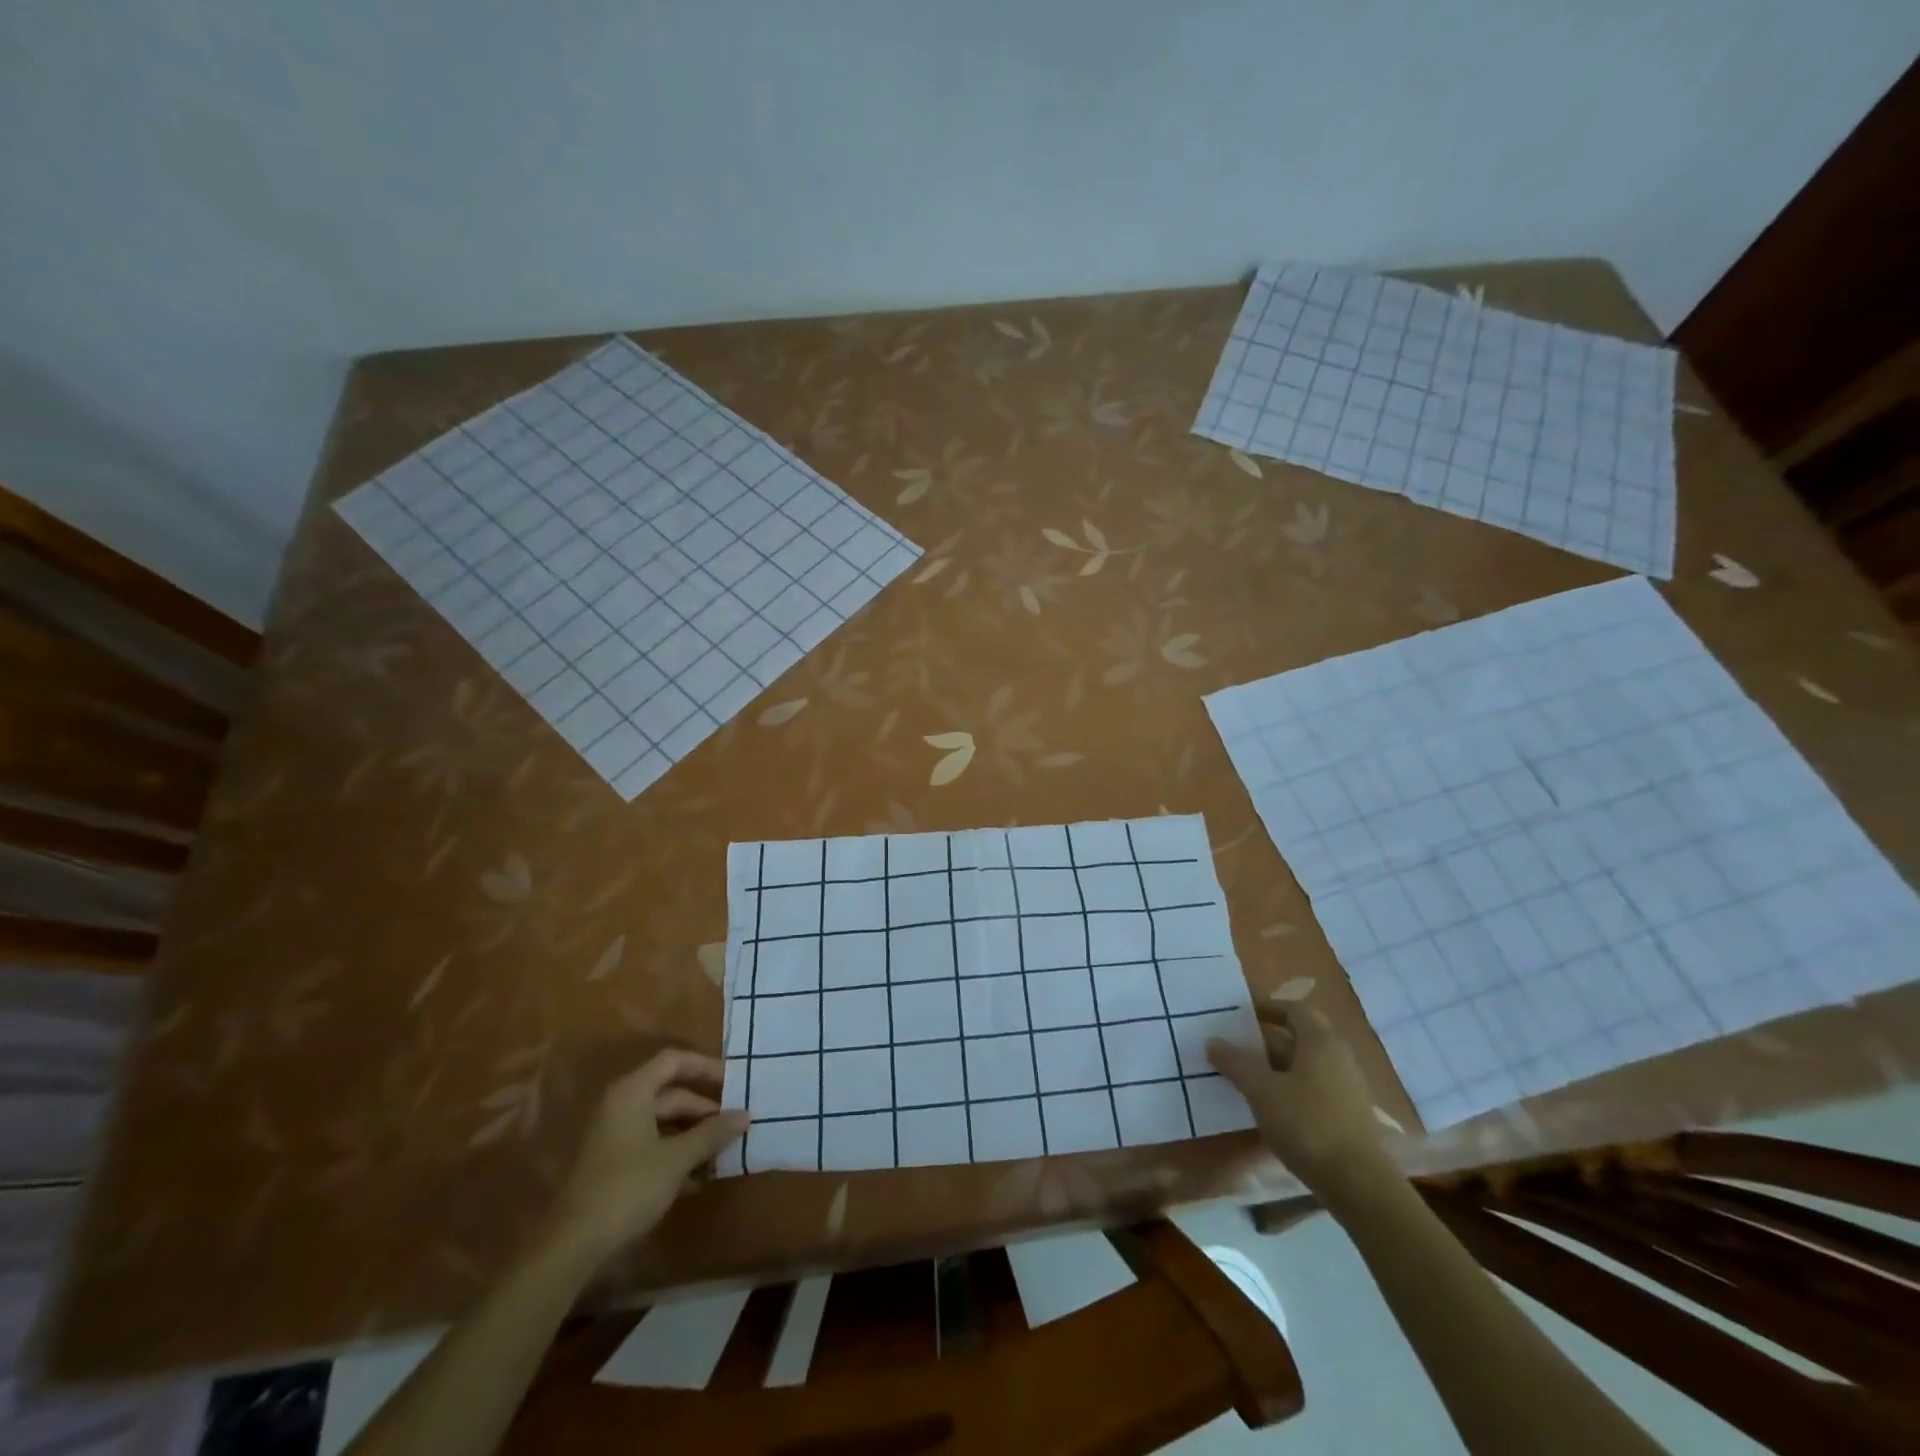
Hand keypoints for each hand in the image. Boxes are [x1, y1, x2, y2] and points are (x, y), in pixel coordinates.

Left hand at [546, 1049, 747, 1260]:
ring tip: (724, 1153)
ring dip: (694, 1135)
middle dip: (705, 1110)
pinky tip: (700, 1179)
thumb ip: (712, 1133)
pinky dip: (677, 1154)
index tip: (734, 1082)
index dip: (706, 1067)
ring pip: (664, 1123)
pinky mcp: (613, 1164)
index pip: (674, 1061)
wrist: (571, 1246)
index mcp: (633, 1092)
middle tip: (736, 1125)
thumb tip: (746, 1114)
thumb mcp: (677, 1159)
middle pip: (672, 1094)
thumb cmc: (627, 1188)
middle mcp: (622, 1105)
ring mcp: (615, 1136)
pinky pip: (653, 1145)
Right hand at [1208, 1007, 1388, 1198]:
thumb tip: (1212, 1041)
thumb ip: (1235, 1062)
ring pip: (1309, 1063)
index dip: (1268, 1009)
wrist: (1357, 1183)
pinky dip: (1294, 1086)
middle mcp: (1340, 1056)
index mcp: (1321, 1041)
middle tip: (1242, 1045)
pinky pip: (1317, 1086)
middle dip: (1271, 1038)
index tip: (1243, 1016)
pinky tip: (1275, 1106)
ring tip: (1251, 1076)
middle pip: (1302, 1035)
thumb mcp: (1261, 1090)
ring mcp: (1349, 1086)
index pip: (1294, 1010)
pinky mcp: (1351, 1114)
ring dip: (1280, 1064)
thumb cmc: (1307, 1124)